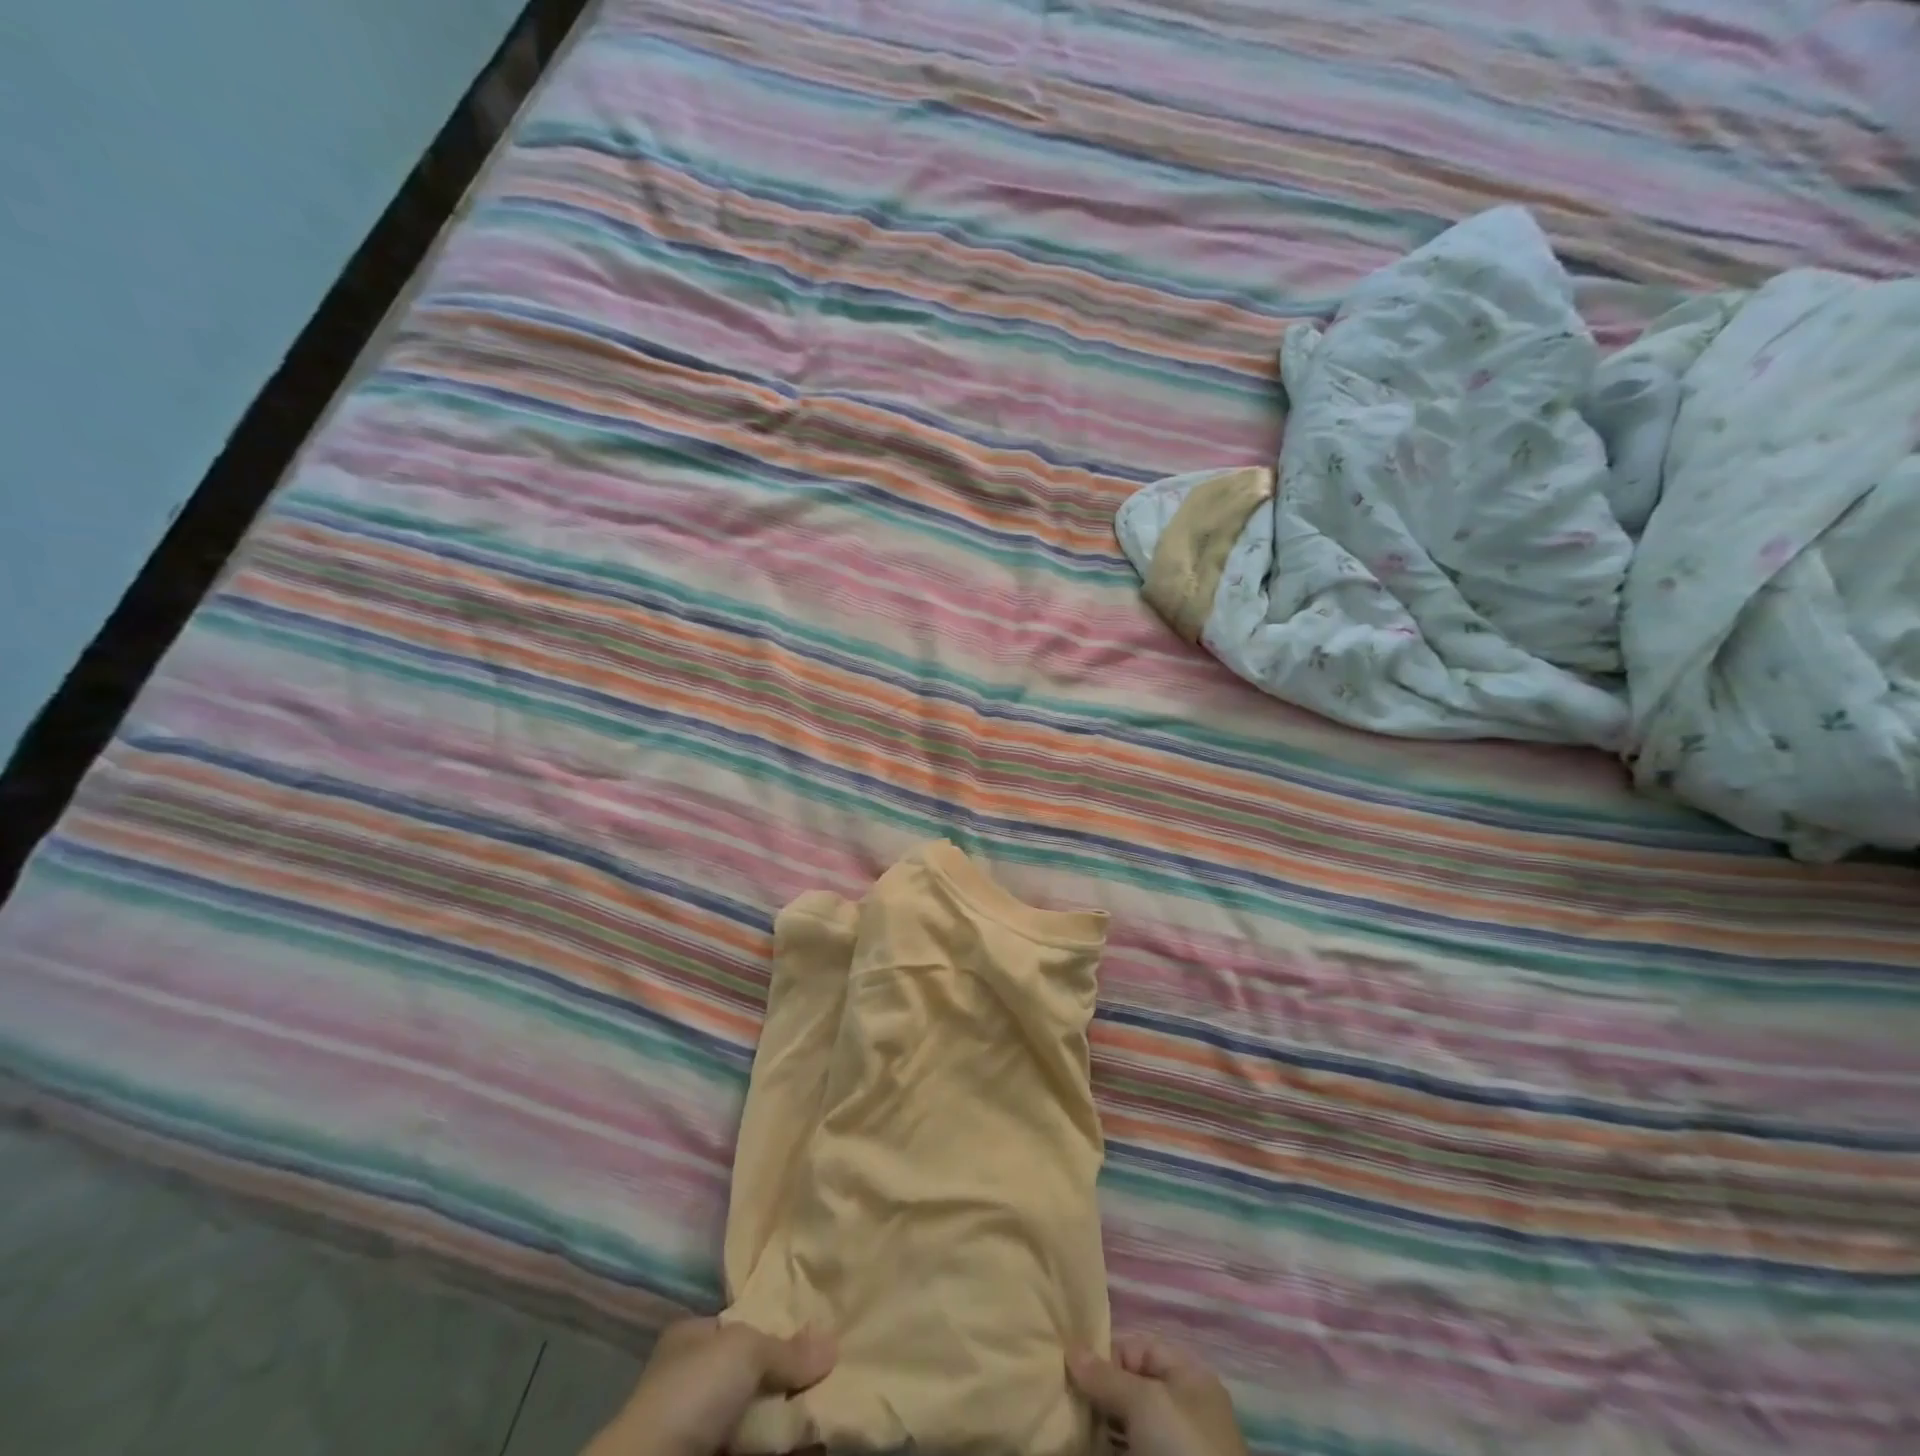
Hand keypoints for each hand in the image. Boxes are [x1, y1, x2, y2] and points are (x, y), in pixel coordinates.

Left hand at [582, 1317, 835, 1455]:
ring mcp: (703, 1429)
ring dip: (791, 1414)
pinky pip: (760, 1447)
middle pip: (755, 1372)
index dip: (777, 1325)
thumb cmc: (693, 1393)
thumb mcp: (746, 1350)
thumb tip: (833, 1345)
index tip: (814, 1331)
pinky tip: (814, 1438)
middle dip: (790, 1375)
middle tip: (832, 1371)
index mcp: (692, 1338)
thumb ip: (789, 1348)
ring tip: (833, 1405)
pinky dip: (786, 1443)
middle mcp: (696, 1379)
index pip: (742, 1323)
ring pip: (759, 1414)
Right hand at [1068, 1334, 1248, 1455]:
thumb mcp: (1145, 1404)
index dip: (1105, 1356)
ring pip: (1123, 1427)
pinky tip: (1077, 1447)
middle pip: (1128, 1390)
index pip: (1138, 1351)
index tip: (1071, 1369)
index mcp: (1188, 1380)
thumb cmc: (1182, 1452)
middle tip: (1063, 1399)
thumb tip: (1071, 1347)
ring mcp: (1167, 1452)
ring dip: (1094, 1425)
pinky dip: (1101, 1448)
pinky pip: (1121, 1453)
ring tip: (1066, 1424)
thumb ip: (1106, 1376)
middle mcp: (1179, 1412)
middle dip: (1095, 1393)